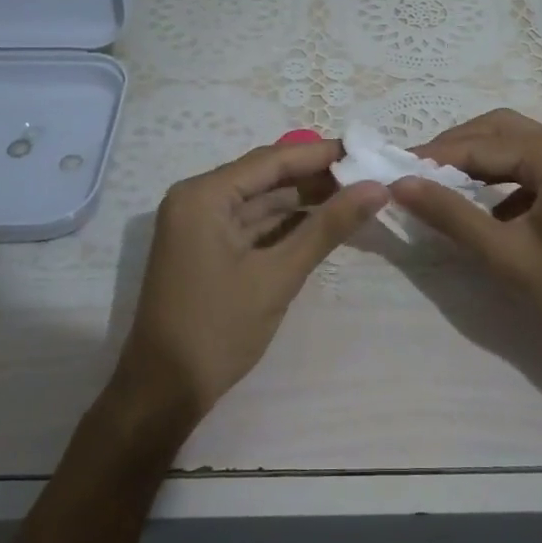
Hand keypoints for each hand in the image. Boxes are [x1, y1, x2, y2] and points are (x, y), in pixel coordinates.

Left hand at [108, 138, 388, 432]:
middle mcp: (197, 199)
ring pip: (261, 201)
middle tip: (368, 174)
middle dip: (316, 176)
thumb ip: (328, 227)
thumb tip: (377, 188)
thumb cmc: (217, 329)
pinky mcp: (207, 248)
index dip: (321, 154)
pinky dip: (287, 224)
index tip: (367, 150)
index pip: (272, 160)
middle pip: (266, 176)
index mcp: (204, 195)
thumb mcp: (277, 276)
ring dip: (305, 200)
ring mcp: (200, 225)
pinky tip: (325, 222)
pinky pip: (252, 224)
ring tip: (356, 195)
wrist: (164, 393)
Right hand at [391, 109, 541, 373]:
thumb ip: (452, 216)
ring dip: (483, 160)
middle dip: (458, 146)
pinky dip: (509, 181)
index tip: (395, 168)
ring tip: (446, 186)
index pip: (481, 144)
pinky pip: (541, 169)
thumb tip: (402, 184)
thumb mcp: (508, 256)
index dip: (435, 156)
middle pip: (503, 130)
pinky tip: (493, 212)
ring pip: (522, 148)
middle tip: (419, 171)